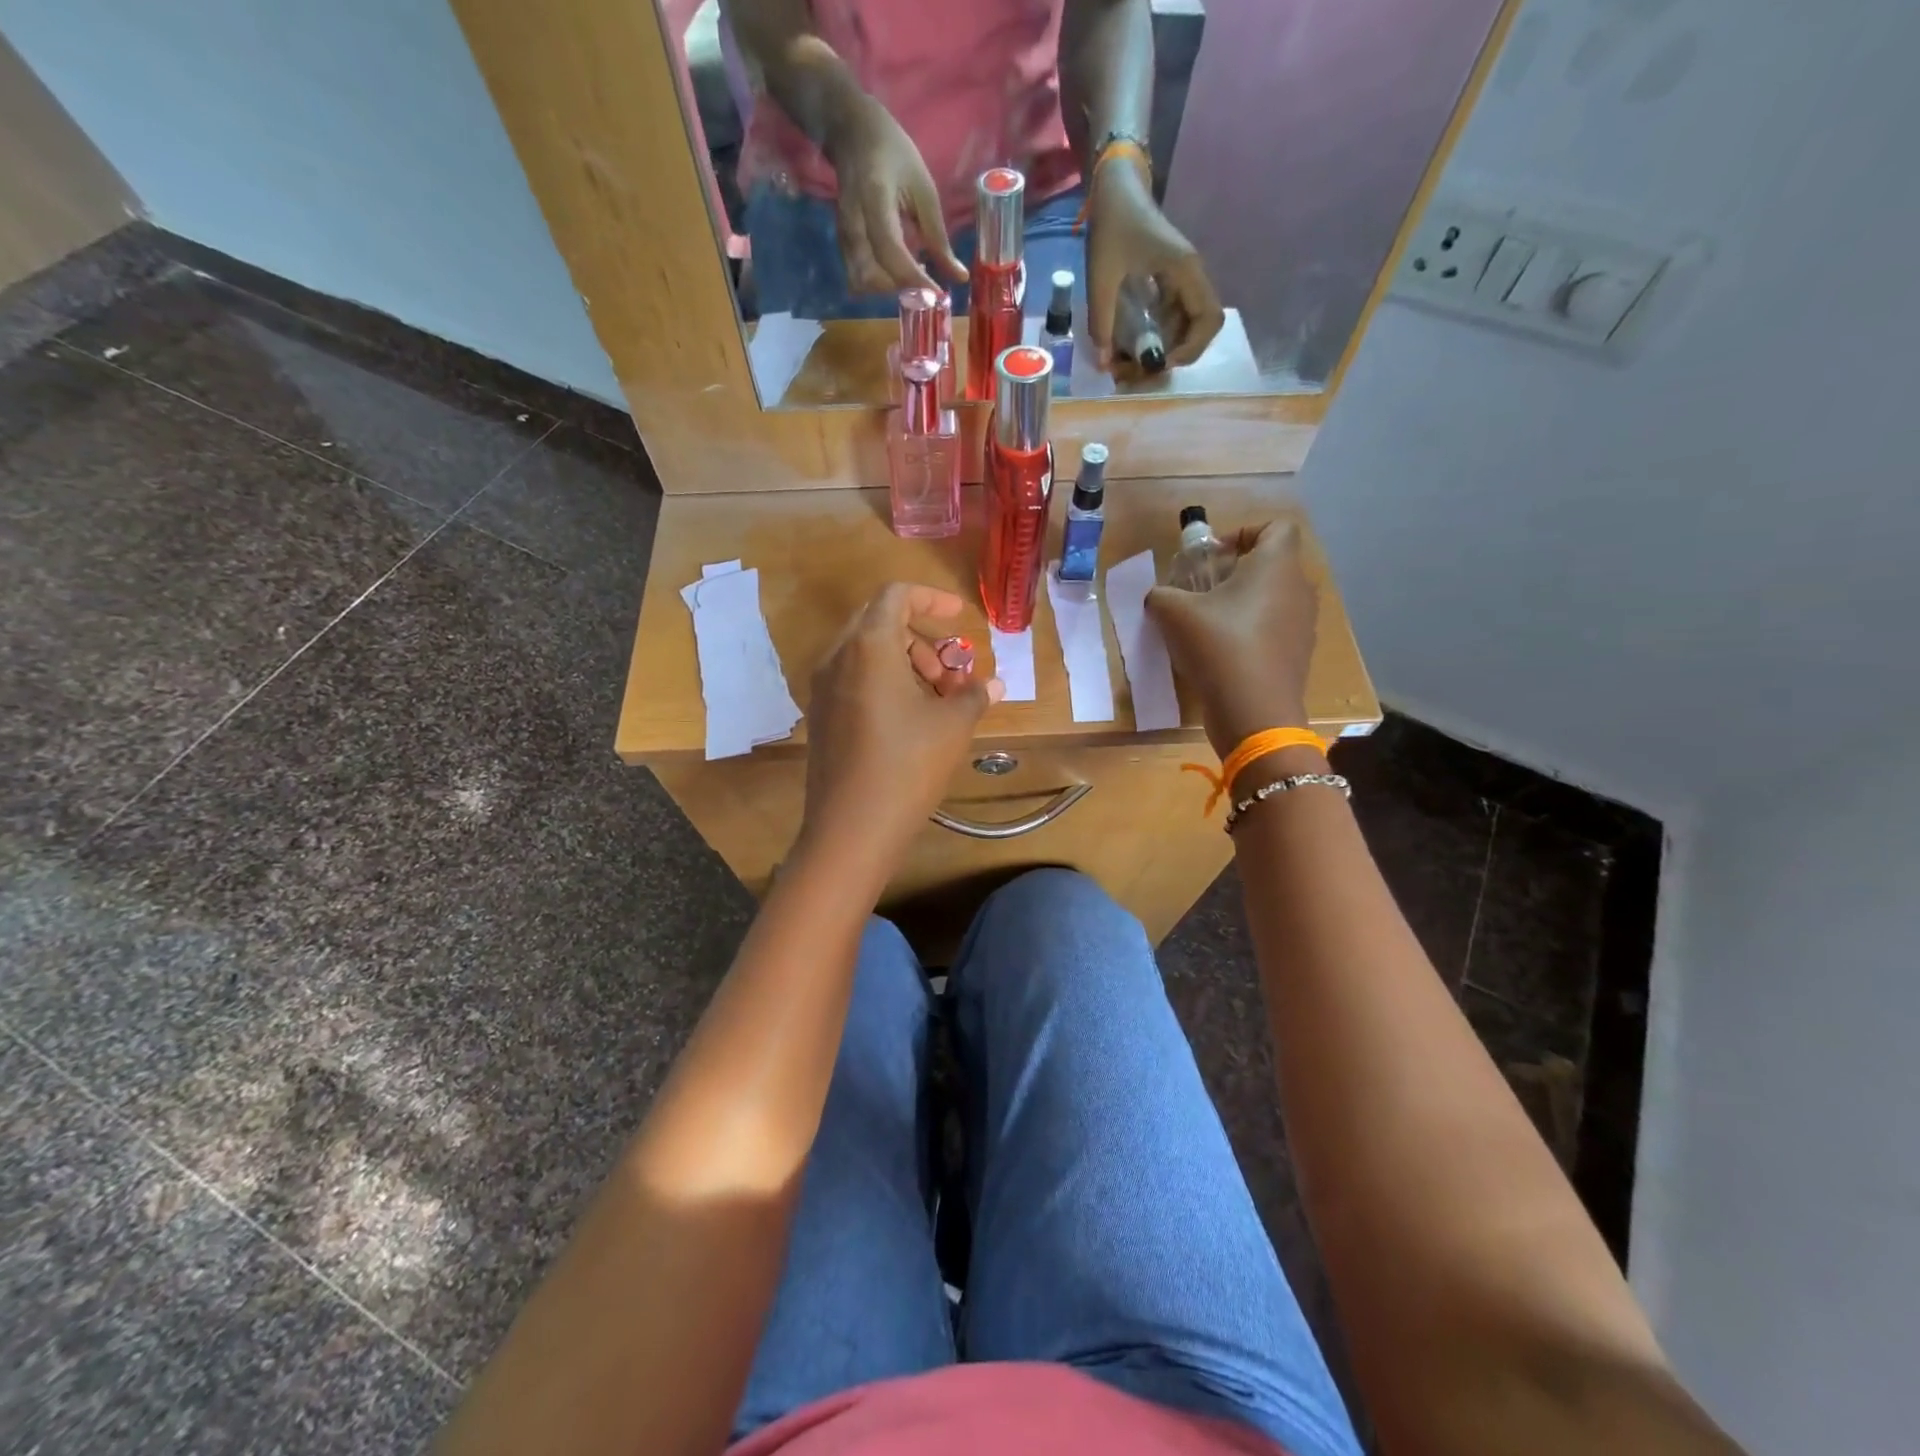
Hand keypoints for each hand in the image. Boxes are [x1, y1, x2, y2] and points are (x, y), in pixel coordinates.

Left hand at [800, 584, 1004, 868]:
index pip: (896, 596)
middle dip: (923, 639)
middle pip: (880, 623)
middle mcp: (837, 657)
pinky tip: (911, 720)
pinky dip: (885, 683)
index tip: (959, 617)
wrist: (851, 828)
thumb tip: (993, 684)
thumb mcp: (953, 726)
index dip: (932, 598)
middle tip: (952, 673)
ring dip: (906, 663)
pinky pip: (854, 680)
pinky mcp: (821, 716)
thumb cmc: (908, 765)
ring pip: (866, 654)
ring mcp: (823, 688)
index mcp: (868, 646)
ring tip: (939, 702)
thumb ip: (974, 694)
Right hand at [824, 96, 967, 294]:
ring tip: (912, 277)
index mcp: (874, 200)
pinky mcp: (842, 244)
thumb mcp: (923, 188)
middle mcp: (853, 223)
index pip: (891, 252)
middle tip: (926, 283)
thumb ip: (938, 237)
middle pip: (873, 278)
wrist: (851, 130)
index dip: (915, 279)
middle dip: (901, 288)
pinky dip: (879, 283)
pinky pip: (858, 278)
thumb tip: (959, 277)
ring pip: (862, 283)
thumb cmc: (893, 153)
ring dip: (889, 289)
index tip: (938, 293)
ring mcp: (843, 236)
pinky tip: (898, 271)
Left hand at [1084, 155, 1223, 374]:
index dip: (1191, 348)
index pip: (1209, 319)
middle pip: (1202, 326)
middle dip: (1179, 353)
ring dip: (1168, 346)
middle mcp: (1191, 276)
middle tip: (1148, 367)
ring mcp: (1182, 279)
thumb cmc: (1113, 225)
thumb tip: (1105, 362)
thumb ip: (1102, 321)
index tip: (1162, 361)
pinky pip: (1174, 315)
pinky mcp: (1170, 281)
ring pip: (1188, 323)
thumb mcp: (1102, 276)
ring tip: (1138, 361)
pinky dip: (1160, 334)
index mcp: (1185, 271)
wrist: (1116, 189)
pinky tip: (1136, 344)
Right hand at [1147, 522, 1317, 756]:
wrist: (1254, 712)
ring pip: (1273, 598)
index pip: (1277, 526)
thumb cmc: (1218, 647)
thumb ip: (1161, 594)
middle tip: (1201, 591)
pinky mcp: (1298, 655)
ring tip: (1208, 625)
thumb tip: (1158, 597)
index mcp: (1276, 566)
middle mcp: (1298, 588)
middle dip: (1236, 572)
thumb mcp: (1174, 613)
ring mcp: (1303, 624)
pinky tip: (1223, 655)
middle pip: (1272, 564)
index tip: (1214, 556)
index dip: (1244, 532)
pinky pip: (1274, 629)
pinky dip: (1252, 632)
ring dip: (1243, 604)